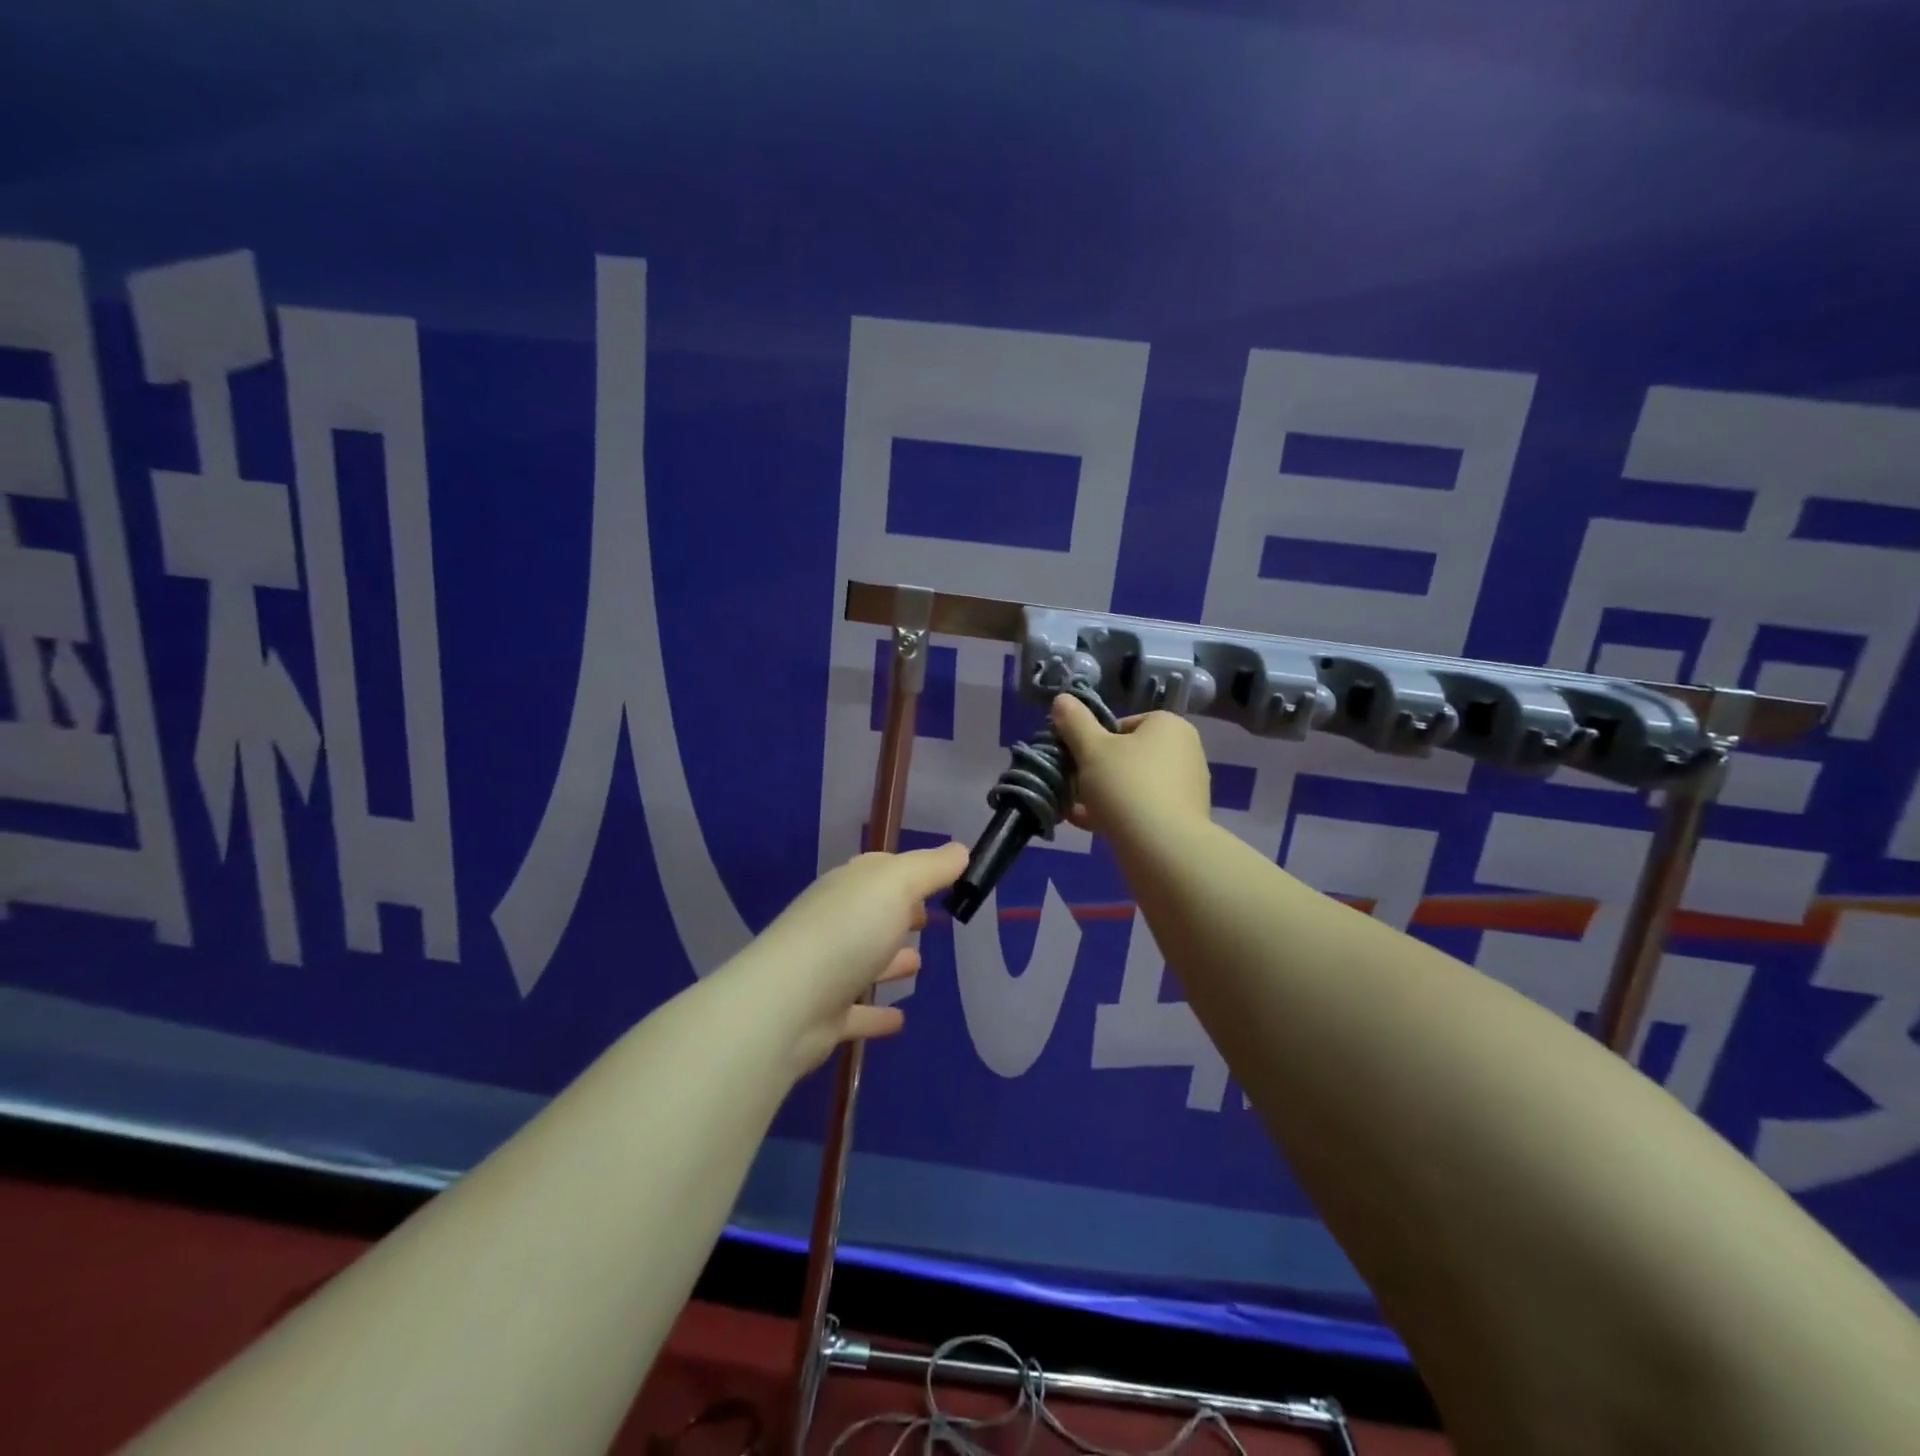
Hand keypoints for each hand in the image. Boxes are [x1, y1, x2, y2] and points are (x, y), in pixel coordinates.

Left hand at [731, 842, 967, 1074]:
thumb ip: (930, 868)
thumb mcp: (897, 885)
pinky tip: (899, 1020)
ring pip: (863, 961)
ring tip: (918, 963)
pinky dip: (876, 1015)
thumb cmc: (849, 931)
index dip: (907, 872)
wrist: (788, 1003)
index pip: (878, 870)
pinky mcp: (824, 1016)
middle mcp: (834, 923)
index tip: (937, 880)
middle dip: (897, 914)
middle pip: (870, 914)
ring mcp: (826, 970)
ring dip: (889, 961)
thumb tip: (960, 849)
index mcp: (848, 887)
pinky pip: (857, 1012)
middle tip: (926, 921)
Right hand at [1050, 694, 1211, 840]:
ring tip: (1075, 810)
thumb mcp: (1091, 749)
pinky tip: (1089, 825)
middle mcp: (1185, 751)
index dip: (1095, 740)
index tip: (1077, 759)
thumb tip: (1063, 698)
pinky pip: (1143, 808)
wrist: (1162, 846)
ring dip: (1104, 794)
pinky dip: (1119, 814)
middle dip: (1097, 770)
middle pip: (1129, 755)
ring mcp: (1187, 787)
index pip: (1123, 724)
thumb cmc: (1126, 785)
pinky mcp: (1183, 818)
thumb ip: (1075, 722)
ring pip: (1134, 784)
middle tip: (1073, 785)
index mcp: (1169, 726)